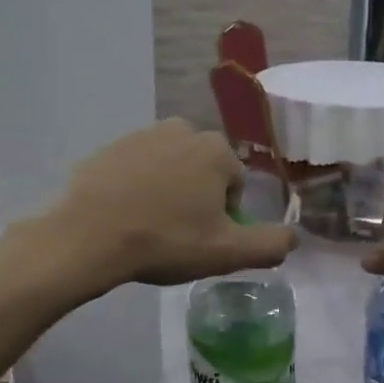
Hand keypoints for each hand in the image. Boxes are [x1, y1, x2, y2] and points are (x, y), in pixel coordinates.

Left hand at [41, 120, 294, 288]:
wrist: (88, 237)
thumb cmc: (165, 241)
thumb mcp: (227, 253)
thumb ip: (271, 244)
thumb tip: (295, 237)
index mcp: (215, 150)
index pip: (234, 185)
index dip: (223, 216)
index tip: (202, 238)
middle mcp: (181, 129)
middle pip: (202, 172)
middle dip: (196, 199)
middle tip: (176, 234)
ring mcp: (140, 135)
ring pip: (169, 169)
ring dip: (167, 192)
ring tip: (149, 226)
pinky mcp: (108, 148)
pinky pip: (135, 170)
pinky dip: (135, 188)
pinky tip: (123, 216)